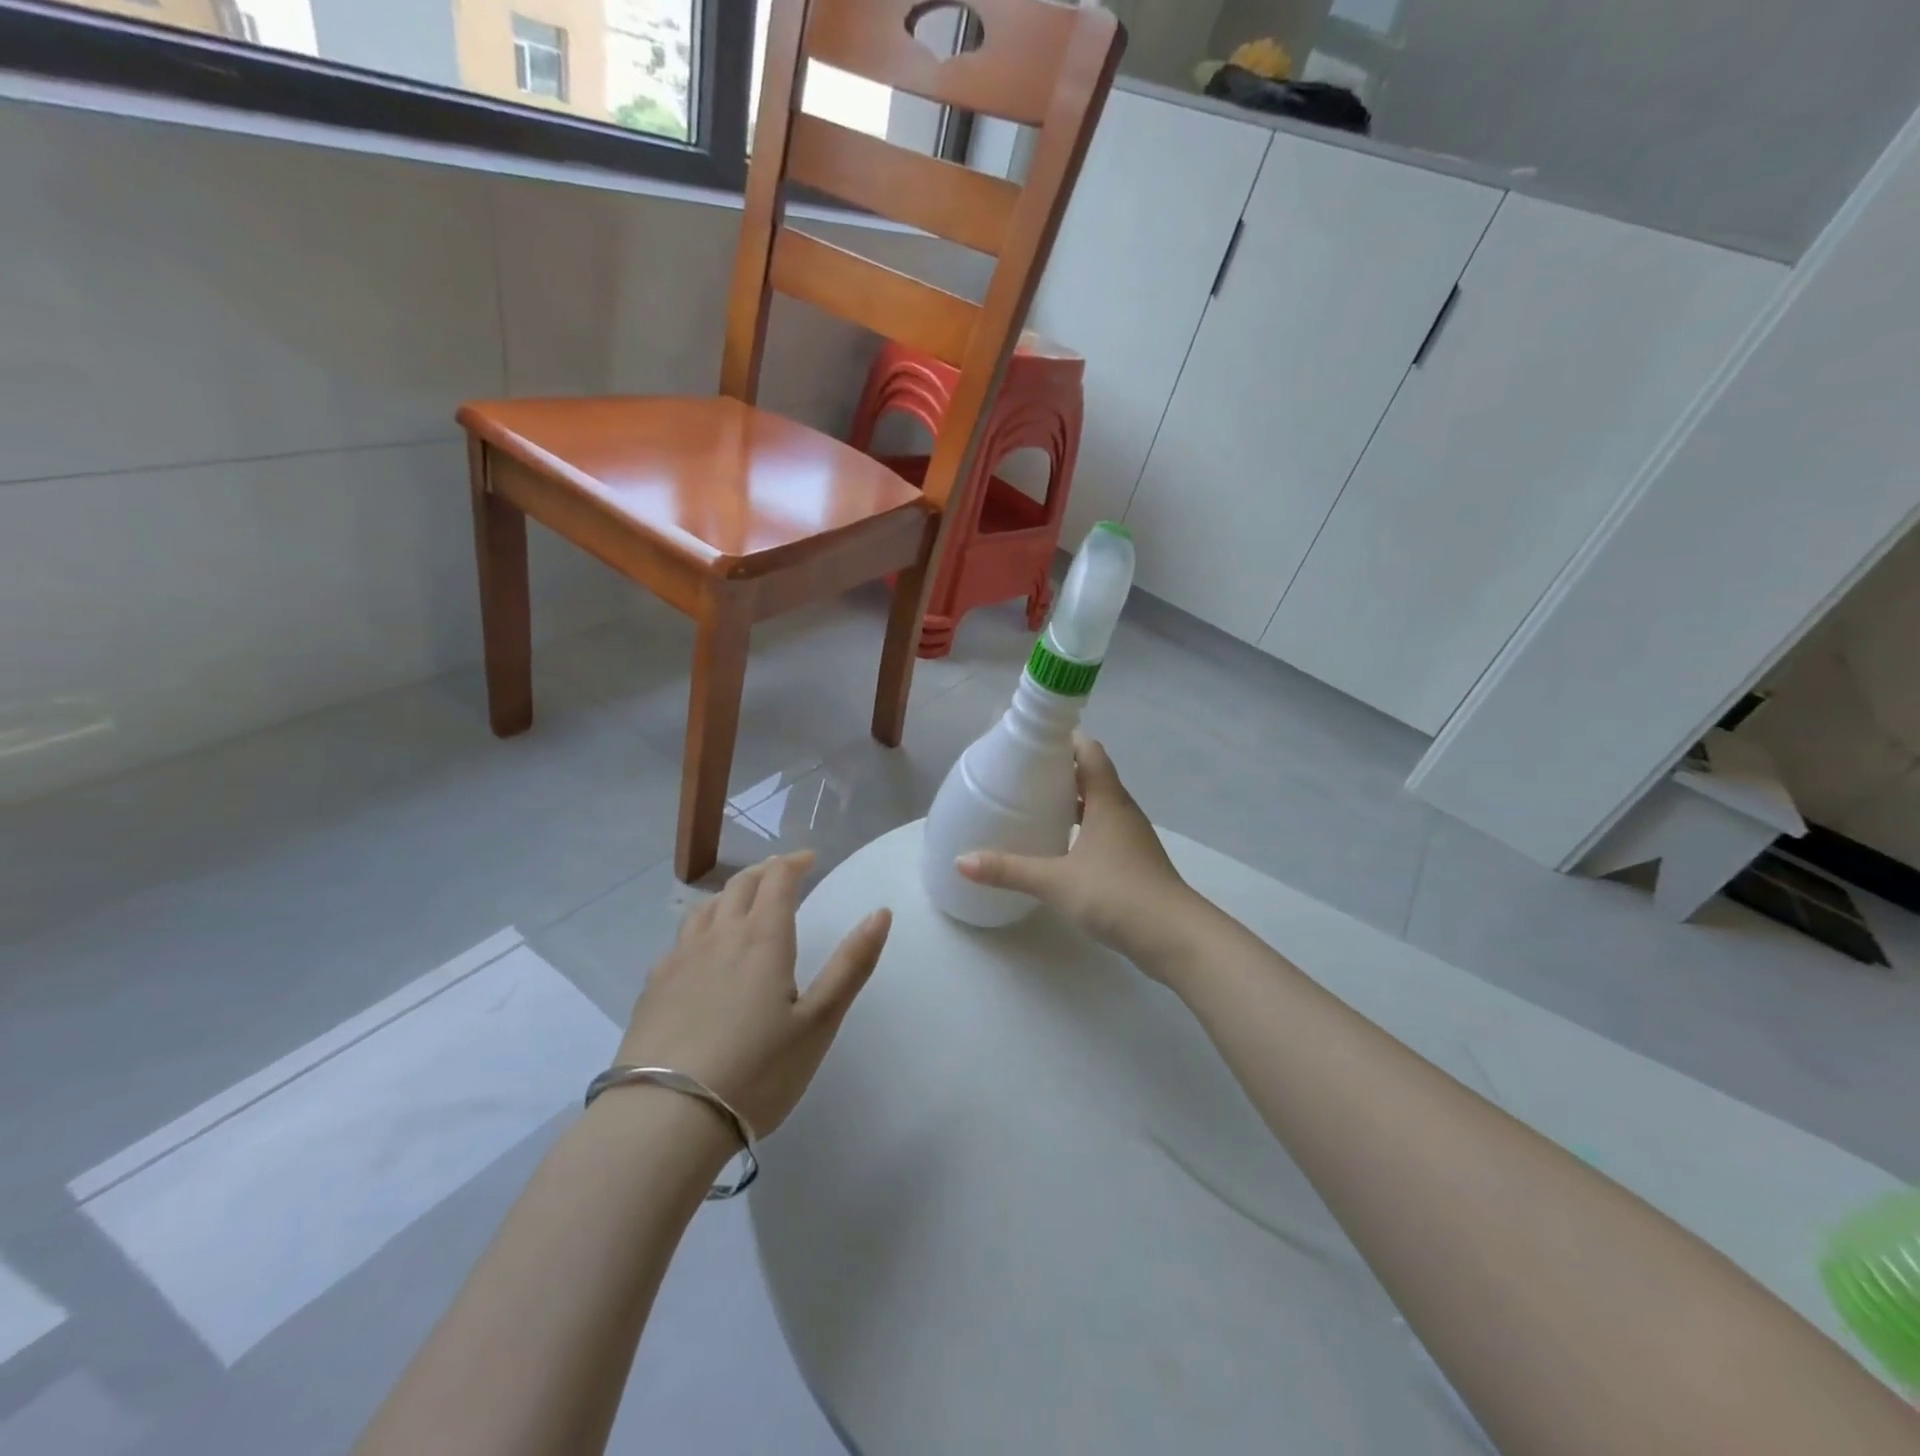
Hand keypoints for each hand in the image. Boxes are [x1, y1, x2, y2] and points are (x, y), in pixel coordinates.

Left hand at [615, 851, 890, 1137]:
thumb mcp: (819, 1022)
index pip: (778, 879)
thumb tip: (881, 912)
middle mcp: (719, 936)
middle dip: (764, 872)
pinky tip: (701, 951)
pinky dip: (700, 927)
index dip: (795, 862)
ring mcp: (679, 960)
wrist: (665, 1119)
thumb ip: (851, 964)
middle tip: (782, 874)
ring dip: (730, 895)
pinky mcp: (653, 987)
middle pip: (740, 885)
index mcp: (762, 938)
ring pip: (706, 908)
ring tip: (743, 903)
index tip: (810, 859)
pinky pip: (680, 939)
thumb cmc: (756, 1071)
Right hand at [955, 734, 1197, 973]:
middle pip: (1092, 776)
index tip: (1032, 741)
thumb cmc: (1117, 894)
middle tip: (1022, 775)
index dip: (1064, 740)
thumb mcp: (1056, 881)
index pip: (1089, 752)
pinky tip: (1060, 848)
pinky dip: (1082, 829)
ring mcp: (1131, 838)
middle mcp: (1122, 811)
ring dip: (1072, 802)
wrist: (1175, 937)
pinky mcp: (1134, 862)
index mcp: (1108, 800)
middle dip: (1060, 772)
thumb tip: (961, 861)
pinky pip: (1104, 832)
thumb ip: (1009, 870)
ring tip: (1035, 807)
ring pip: (1099, 806)